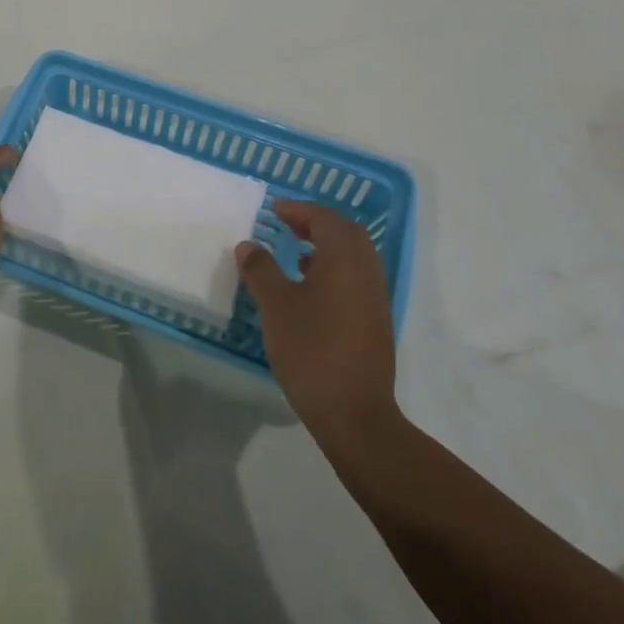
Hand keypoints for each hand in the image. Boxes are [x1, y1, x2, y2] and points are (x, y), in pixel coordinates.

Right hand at [237, 200, 397, 443]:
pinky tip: (310, 289)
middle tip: (287, 225)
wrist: (354, 414)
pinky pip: (356, 279)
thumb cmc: (311, 350)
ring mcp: (375, 298)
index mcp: (344, 260)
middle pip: (346, 233)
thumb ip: (261, 270)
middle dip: (317, 223)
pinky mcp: (375, 322)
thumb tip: (248, 245)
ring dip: (327, 247)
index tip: (275, 210)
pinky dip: (334, 270)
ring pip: (354, 257)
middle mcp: (366, 272)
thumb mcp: (276, 306)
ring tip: (294, 254)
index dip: (300, 210)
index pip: (325, 219)